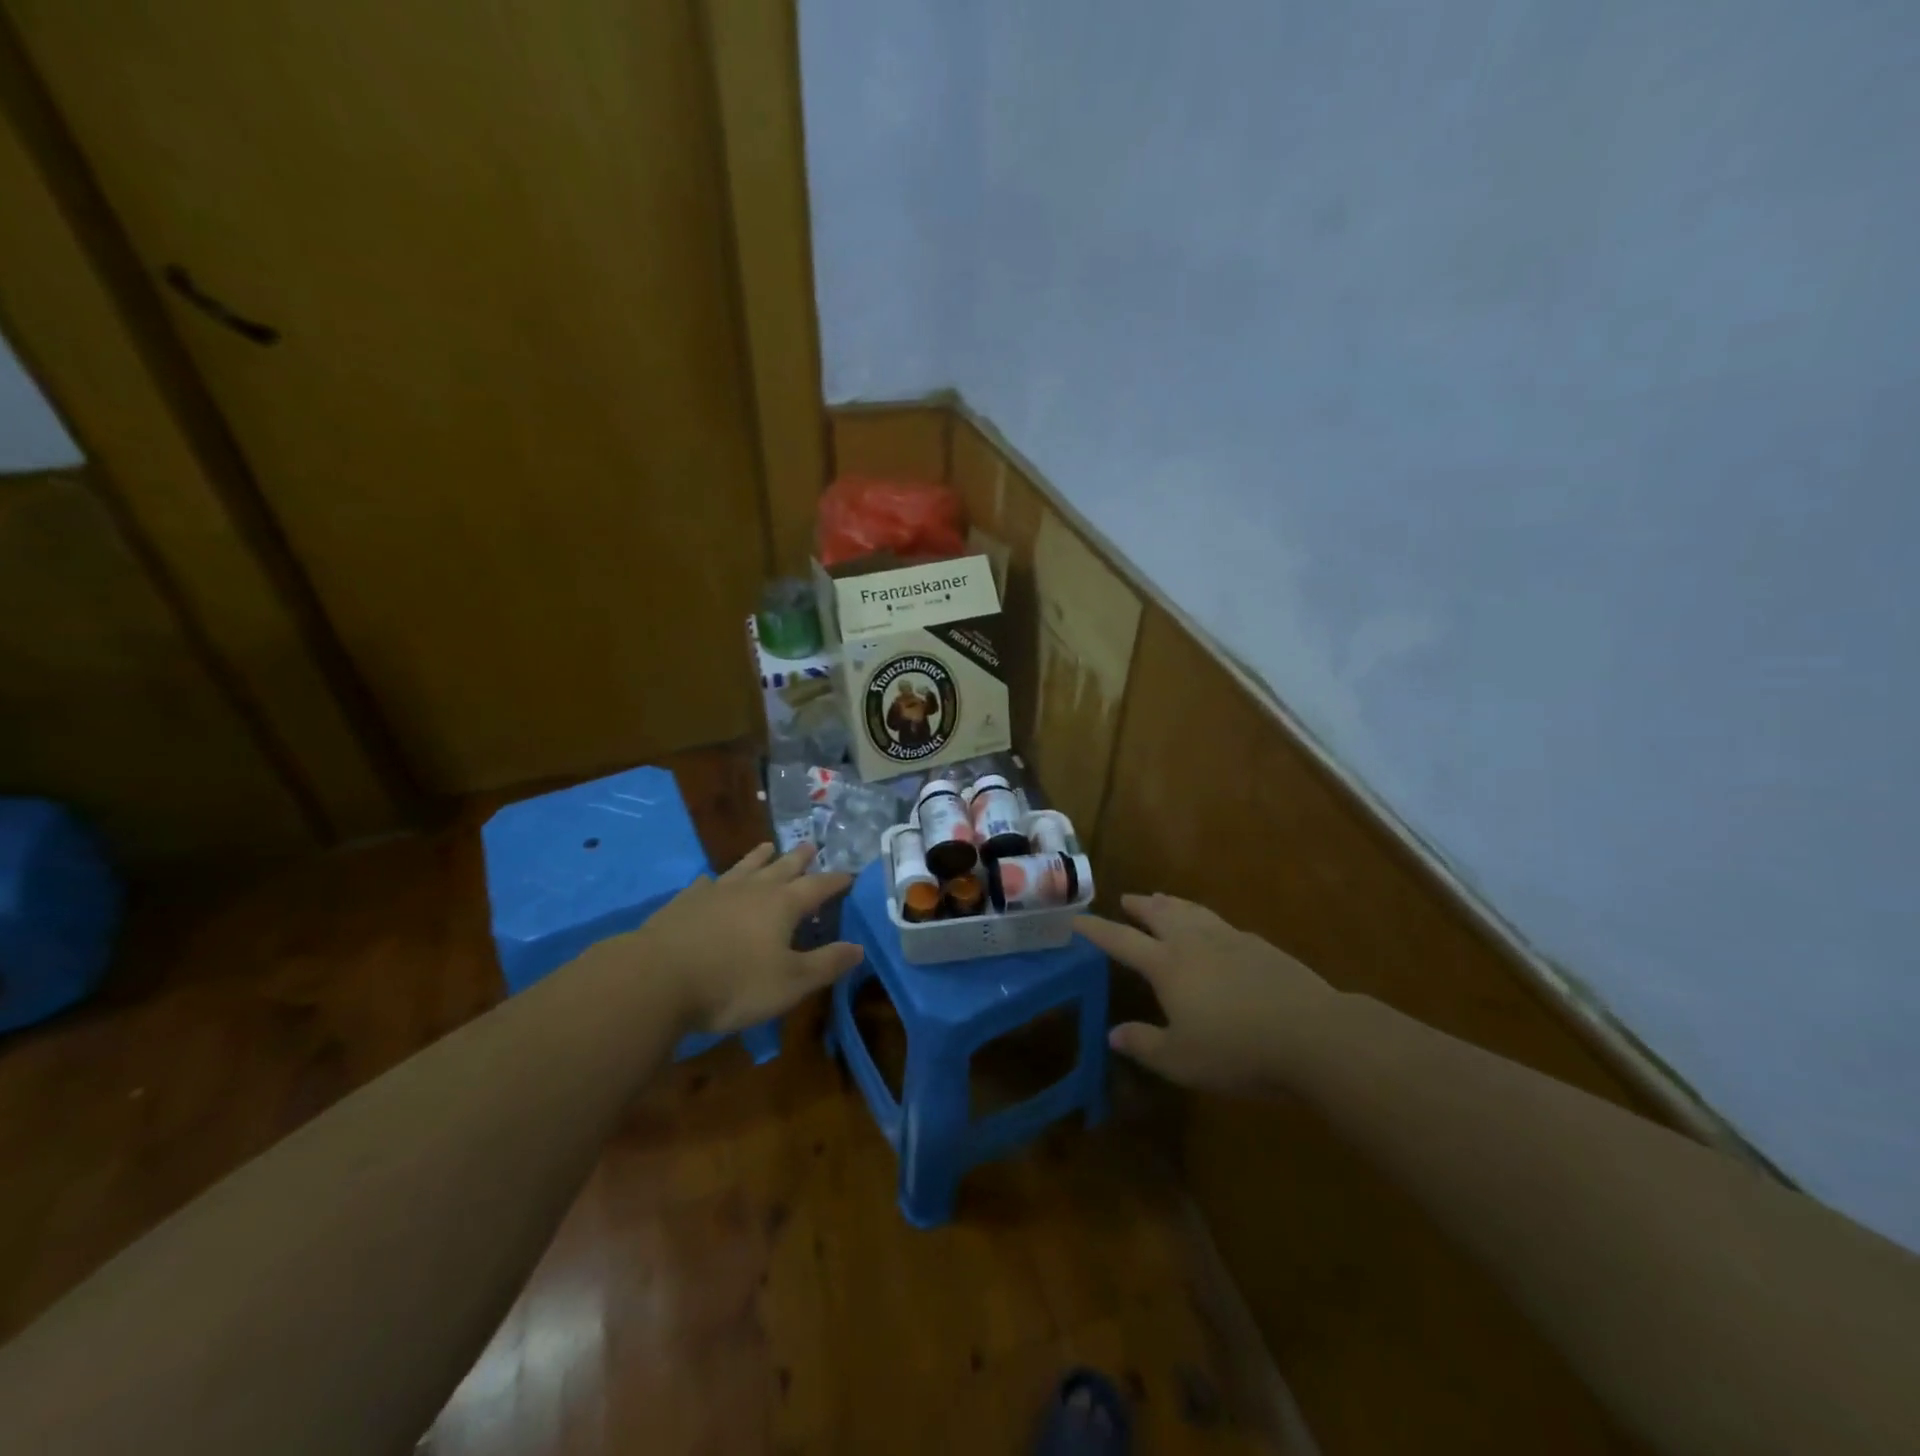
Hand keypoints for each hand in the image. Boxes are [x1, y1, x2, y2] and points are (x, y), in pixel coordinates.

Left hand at [631, 843, 863, 1036]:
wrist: (656, 978)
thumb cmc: (733, 983)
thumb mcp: (790, 982)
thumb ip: (826, 964)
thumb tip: (859, 947)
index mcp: (783, 905)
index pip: (818, 886)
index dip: (835, 881)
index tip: (849, 874)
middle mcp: (753, 890)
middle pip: (782, 867)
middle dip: (800, 859)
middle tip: (811, 845)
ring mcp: (716, 892)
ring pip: (744, 867)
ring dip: (759, 857)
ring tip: (769, 846)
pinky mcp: (684, 903)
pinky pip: (706, 884)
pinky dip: (716, 880)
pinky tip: (711, 880)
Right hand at [1076, 893, 1337, 1092]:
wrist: (1312, 1034)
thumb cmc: (1236, 1050)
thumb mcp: (1180, 1060)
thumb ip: (1144, 1045)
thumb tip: (1114, 1033)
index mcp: (1167, 965)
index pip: (1122, 941)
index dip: (1098, 930)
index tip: (1079, 920)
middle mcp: (1193, 943)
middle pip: (1159, 914)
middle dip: (1139, 906)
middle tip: (1127, 899)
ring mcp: (1230, 939)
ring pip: (1192, 911)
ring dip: (1172, 903)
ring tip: (1162, 898)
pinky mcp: (1260, 946)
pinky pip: (1221, 922)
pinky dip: (1205, 917)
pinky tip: (1213, 927)